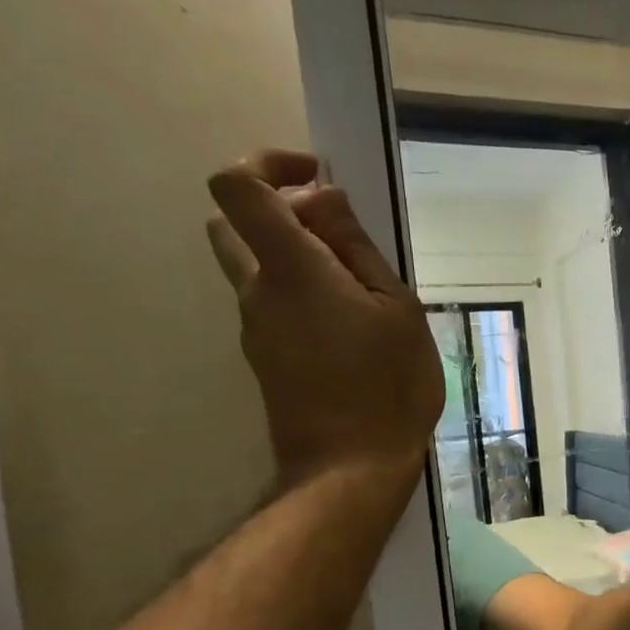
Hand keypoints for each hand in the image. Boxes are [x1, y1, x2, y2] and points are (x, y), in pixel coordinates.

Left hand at [206, 150, 444, 486]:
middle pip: (234, 223)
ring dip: (295, 255)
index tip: (317, 175)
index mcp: (290, 270)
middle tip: (339, 232)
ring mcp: (255, 326)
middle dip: (279, 209)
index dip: (267, 163)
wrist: (350, 467)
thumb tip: (324, 196)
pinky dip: (301, 292)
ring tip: (359, 286)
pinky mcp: (264, 355)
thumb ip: (355, 249)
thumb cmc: (388, 385)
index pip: (238, 188)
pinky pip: (273, 303)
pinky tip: (353, 324)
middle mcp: (257, 291)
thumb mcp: (396, 310)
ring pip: (255, 266)